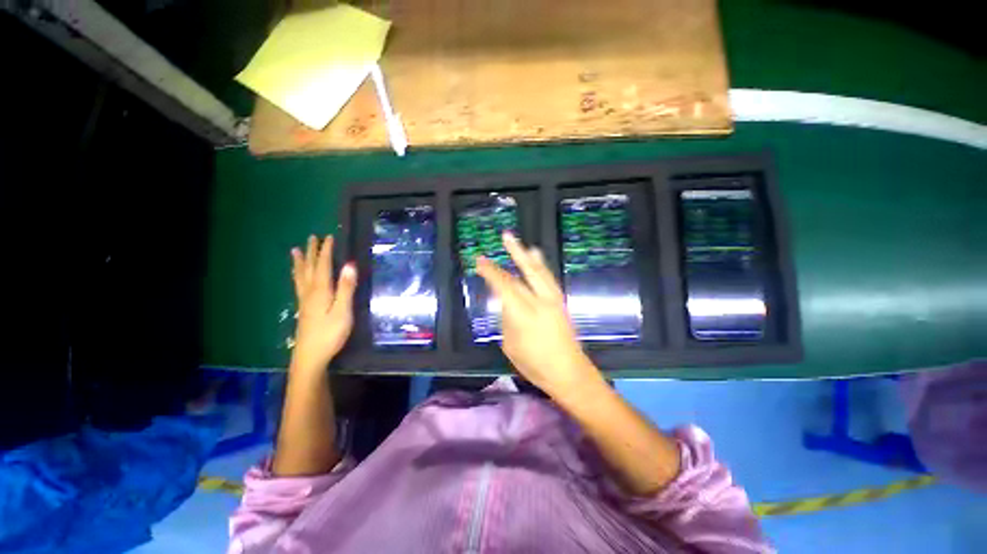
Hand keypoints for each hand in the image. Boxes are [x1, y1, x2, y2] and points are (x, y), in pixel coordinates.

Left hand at [290, 235, 356, 371]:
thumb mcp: (343, 311)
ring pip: (301, 277)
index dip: (326, 251)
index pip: (323, 266)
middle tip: (311, 238)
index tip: (329, 237)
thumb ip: (346, 288)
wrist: (310, 356)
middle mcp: (309, 293)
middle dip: (311, 252)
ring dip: (300, 262)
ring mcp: (304, 301)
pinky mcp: (304, 309)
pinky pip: (299, 286)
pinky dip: (298, 276)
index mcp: (320, 291)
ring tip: (295, 251)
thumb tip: (349, 265)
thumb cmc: (330, 334)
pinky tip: (298, 278)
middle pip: (309, 268)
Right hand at [476, 233, 603, 397]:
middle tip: (506, 236)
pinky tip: (538, 258)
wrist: (569, 372)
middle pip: (524, 272)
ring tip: (521, 242)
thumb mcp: (510, 344)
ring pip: (539, 271)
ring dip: (528, 255)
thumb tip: (505, 303)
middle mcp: (540, 301)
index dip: (490, 272)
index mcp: (523, 314)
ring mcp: (553, 300)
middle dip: (513, 252)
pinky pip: (548, 278)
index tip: (480, 260)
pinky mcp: (561, 302)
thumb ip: (507, 319)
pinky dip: (541, 266)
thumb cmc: (534, 364)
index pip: (504, 286)